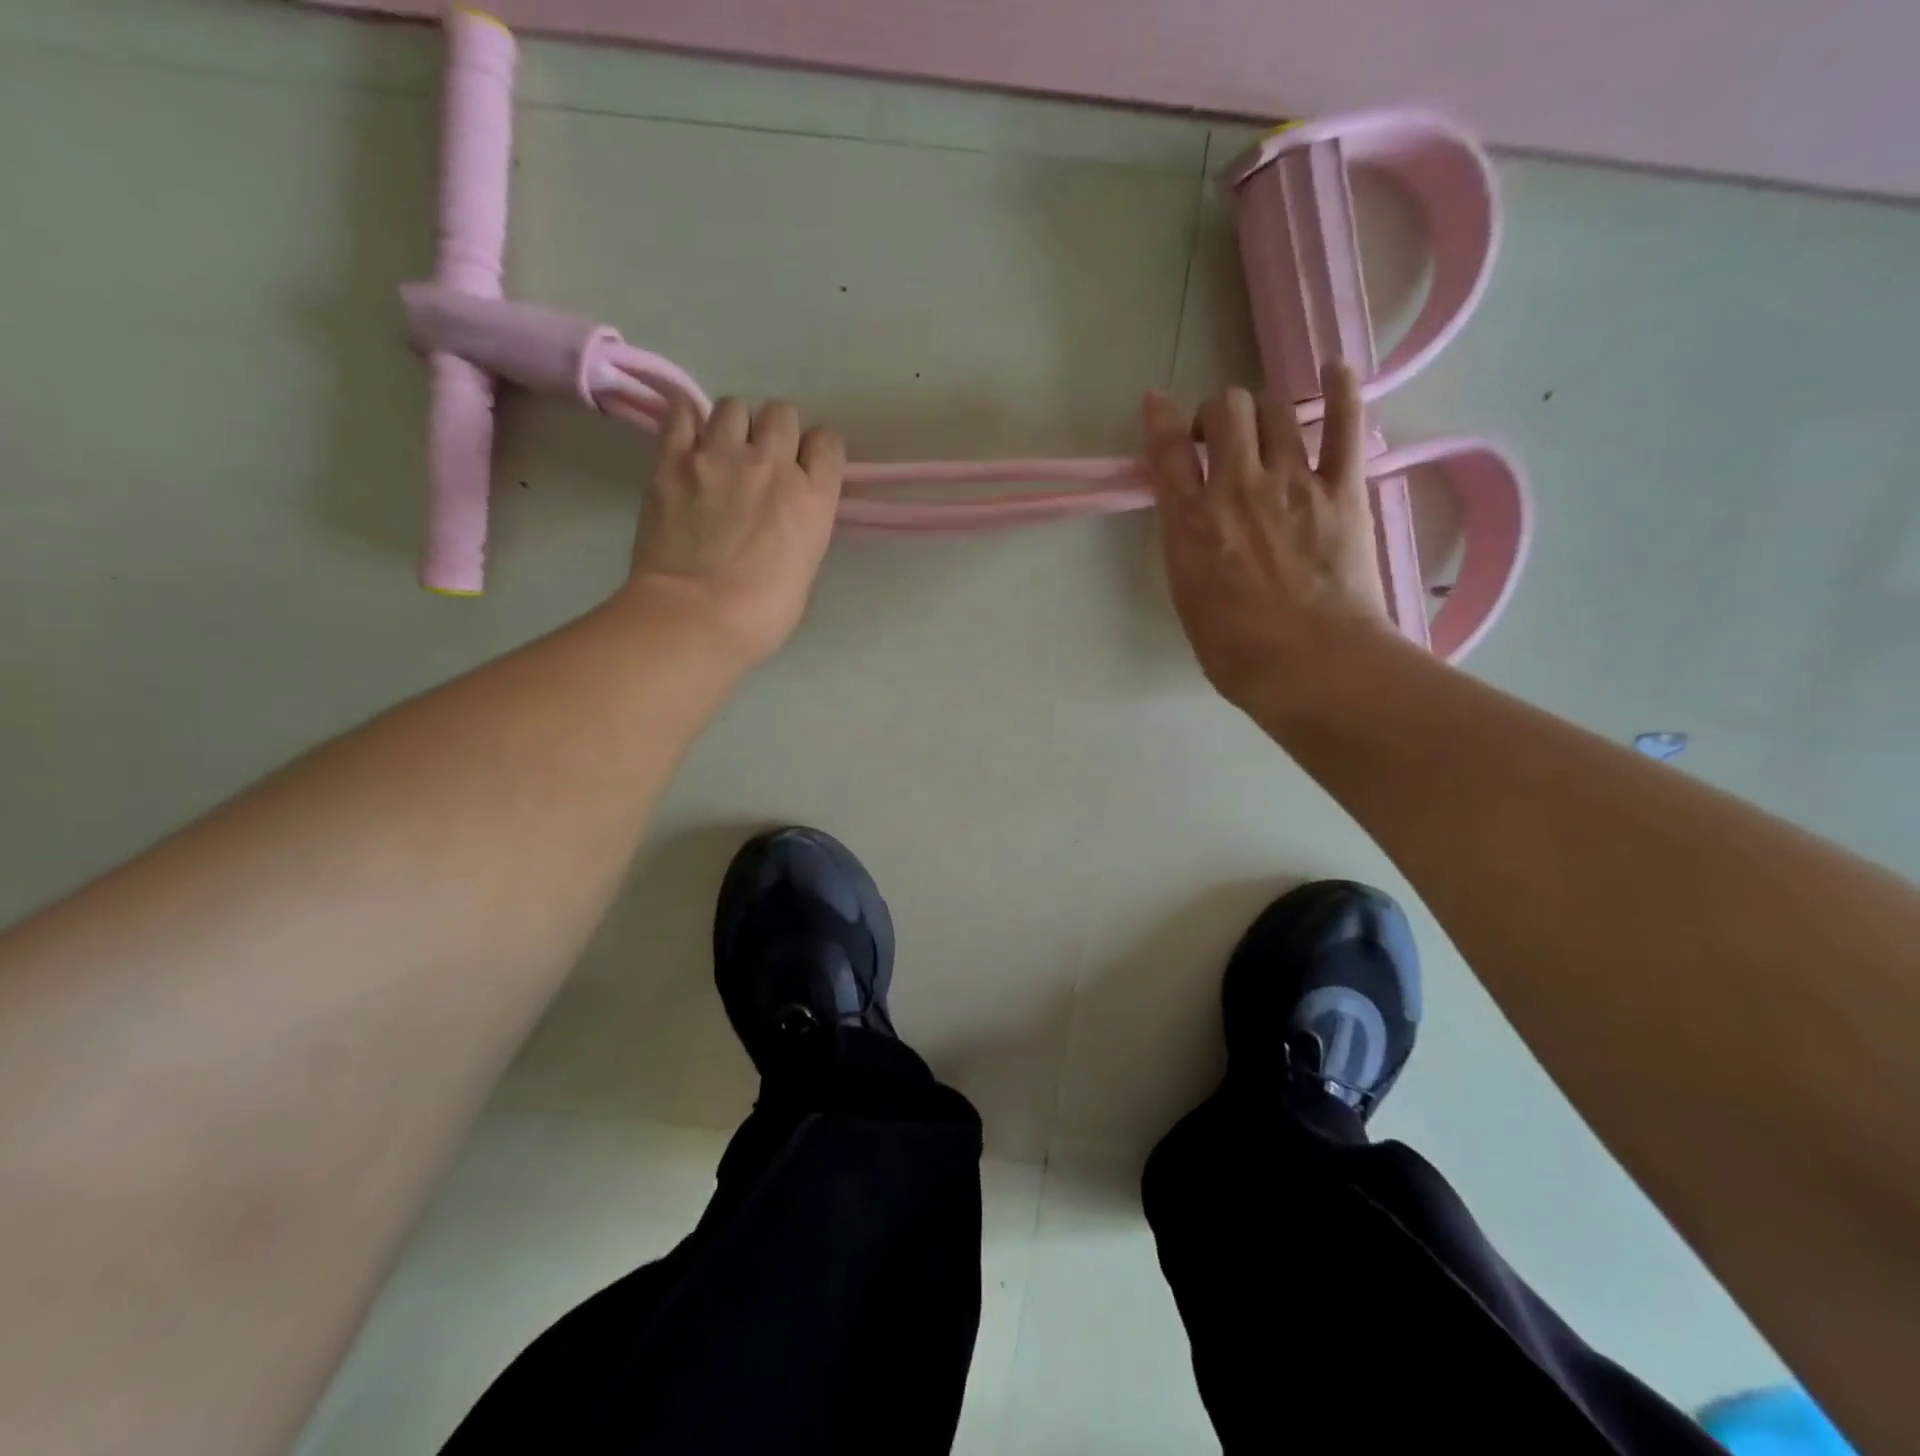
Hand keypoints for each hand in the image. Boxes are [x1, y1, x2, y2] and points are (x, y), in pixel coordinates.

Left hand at [624, 396, 844, 666]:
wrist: (696, 616)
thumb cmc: (761, 614)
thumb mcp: (803, 571)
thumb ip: (800, 530)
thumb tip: (783, 520)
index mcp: (812, 497)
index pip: (828, 443)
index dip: (818, 452)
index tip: (808, 468)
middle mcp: (772, 464)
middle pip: (782, 414)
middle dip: (777, 432)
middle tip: (764, 460)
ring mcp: (719, 456)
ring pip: (734, 406)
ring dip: (734, 425)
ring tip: (723, 449)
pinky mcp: (673, 460)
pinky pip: (682, 413)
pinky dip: (687, 418)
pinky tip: (688, 435)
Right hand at [1142, 363, 1390, 713]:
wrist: (1310, 665)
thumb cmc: (1236, 651)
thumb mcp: (1187, 599)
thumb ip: (1187, 549)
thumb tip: (1195, 525)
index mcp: (1190, 522)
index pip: (1167, 451)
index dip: (1160, 419)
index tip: (1157, 405)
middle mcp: (1236, 487)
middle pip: (1226, 410)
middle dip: (1219, 413)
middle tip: (1222, 437)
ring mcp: (1293, 482)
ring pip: (1275, 409)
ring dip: (1265, 410)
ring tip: (1268, 429)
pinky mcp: (1343, 489)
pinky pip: (1344, 423)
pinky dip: (1341, 389)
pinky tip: (1335, 370)